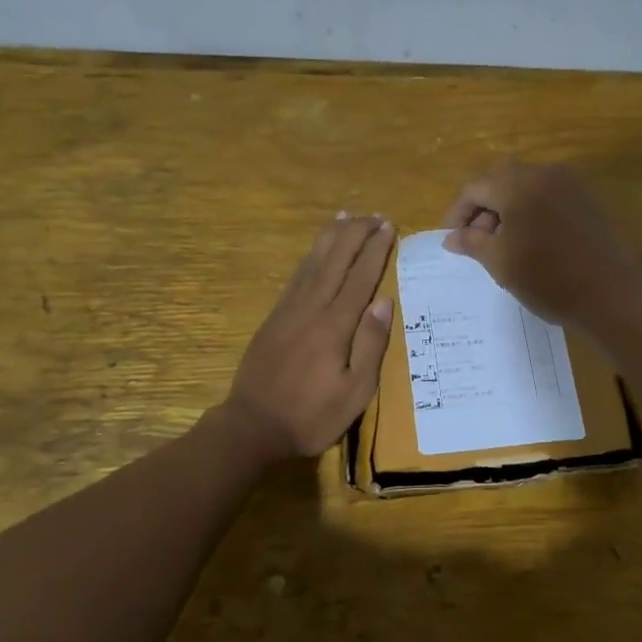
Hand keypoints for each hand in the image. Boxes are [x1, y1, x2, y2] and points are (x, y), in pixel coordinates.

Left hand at [222, 213, 394, 460]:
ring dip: (331, 236)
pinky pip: (296, 276)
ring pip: (313, 262)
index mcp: (335, 326)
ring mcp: (289, 310)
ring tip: (346, 215)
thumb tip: (384, 302)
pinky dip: (310, 256)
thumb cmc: (311, 416)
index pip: (360, 277)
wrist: (252, 426)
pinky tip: (317, 250)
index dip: (376, 250)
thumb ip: (370, 345)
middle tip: (375, 215)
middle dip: (356, 234)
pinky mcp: (274, 317)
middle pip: (336, 260)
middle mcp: (311, 308)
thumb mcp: (354, 392)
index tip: (389, 227)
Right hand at [441, 161, 640, 327]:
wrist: (610, 295)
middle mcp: (543, 173)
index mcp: (518, 185)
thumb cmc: (548, 280)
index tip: (451, 239)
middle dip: (482, 206)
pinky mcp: (586, 198)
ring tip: (501, 243)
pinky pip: (547, 194)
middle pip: (499, 179)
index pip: (475, 188)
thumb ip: (472, 243)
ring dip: (506, 207)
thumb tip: (451, 237)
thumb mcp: (501, 263)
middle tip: (474, 239)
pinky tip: (530, 239)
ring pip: (524, 184)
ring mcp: (569, 183)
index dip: (457, 213)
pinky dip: (530, 209)